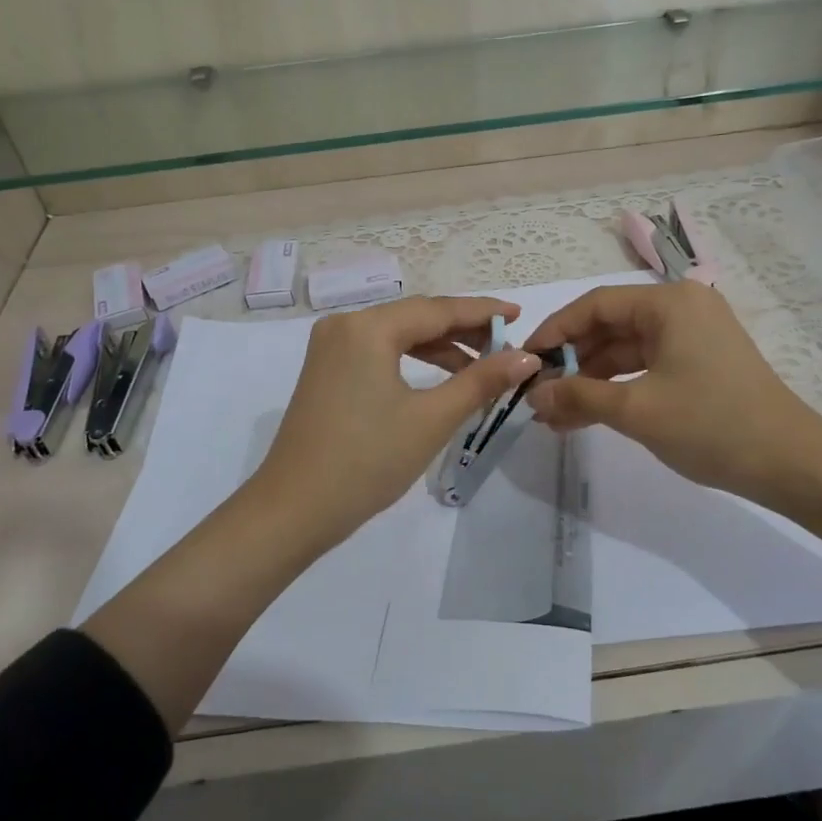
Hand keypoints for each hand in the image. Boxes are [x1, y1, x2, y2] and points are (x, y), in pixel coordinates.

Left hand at [250, 295, 539, 549]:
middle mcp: (345, 325)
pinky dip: (412, 361)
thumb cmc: (367, 461)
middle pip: (417, 317)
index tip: (519, 316)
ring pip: (398, 334)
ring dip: (440, 347)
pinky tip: (441, 378)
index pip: (438, 310)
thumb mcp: (432, 419)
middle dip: (463, 331)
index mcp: (368, 327)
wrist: (294, 510)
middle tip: (507, 346)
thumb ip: (481, 381)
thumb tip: (527, 357)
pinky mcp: (326, 371)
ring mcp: (331, 348)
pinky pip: (379, 352)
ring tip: (482, 367)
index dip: (483, 313)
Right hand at [522, 282, 821, 507]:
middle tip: (538, 394)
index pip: (595, 305)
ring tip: (557, 415)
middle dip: (572, 362)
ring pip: (627, 349)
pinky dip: (618, 387)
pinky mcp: (701, 361)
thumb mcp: (637, 410)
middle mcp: (682, 307)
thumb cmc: (712, 425)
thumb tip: (533, 397)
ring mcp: (694, 335)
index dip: (555, 331)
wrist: (791, 463)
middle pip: (610, 326)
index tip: (526, 361)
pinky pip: (647, 365)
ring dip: (592, 380)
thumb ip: (579, 396)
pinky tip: (589, 414)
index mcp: (669, 302)